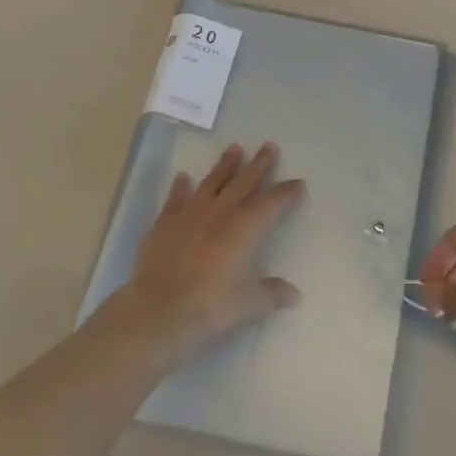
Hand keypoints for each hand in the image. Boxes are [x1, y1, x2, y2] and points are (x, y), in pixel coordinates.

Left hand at [118, 143, 303, 351]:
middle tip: (269, 146)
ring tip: (234, 148)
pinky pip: (176, 198)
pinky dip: (180, 187)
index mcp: (246, 228)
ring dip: (225, 165)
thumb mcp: (248, 303)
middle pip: (245, 181)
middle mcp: (221, 212)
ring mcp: (191, 213)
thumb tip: (295, 295)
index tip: (298, 182)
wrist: (158, 309)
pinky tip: (182, 177)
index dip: (286, 191)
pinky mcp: (166, 222)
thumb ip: (272, 294)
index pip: (272, 202)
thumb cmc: (209, 305)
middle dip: (259, 164)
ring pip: (213, 181)